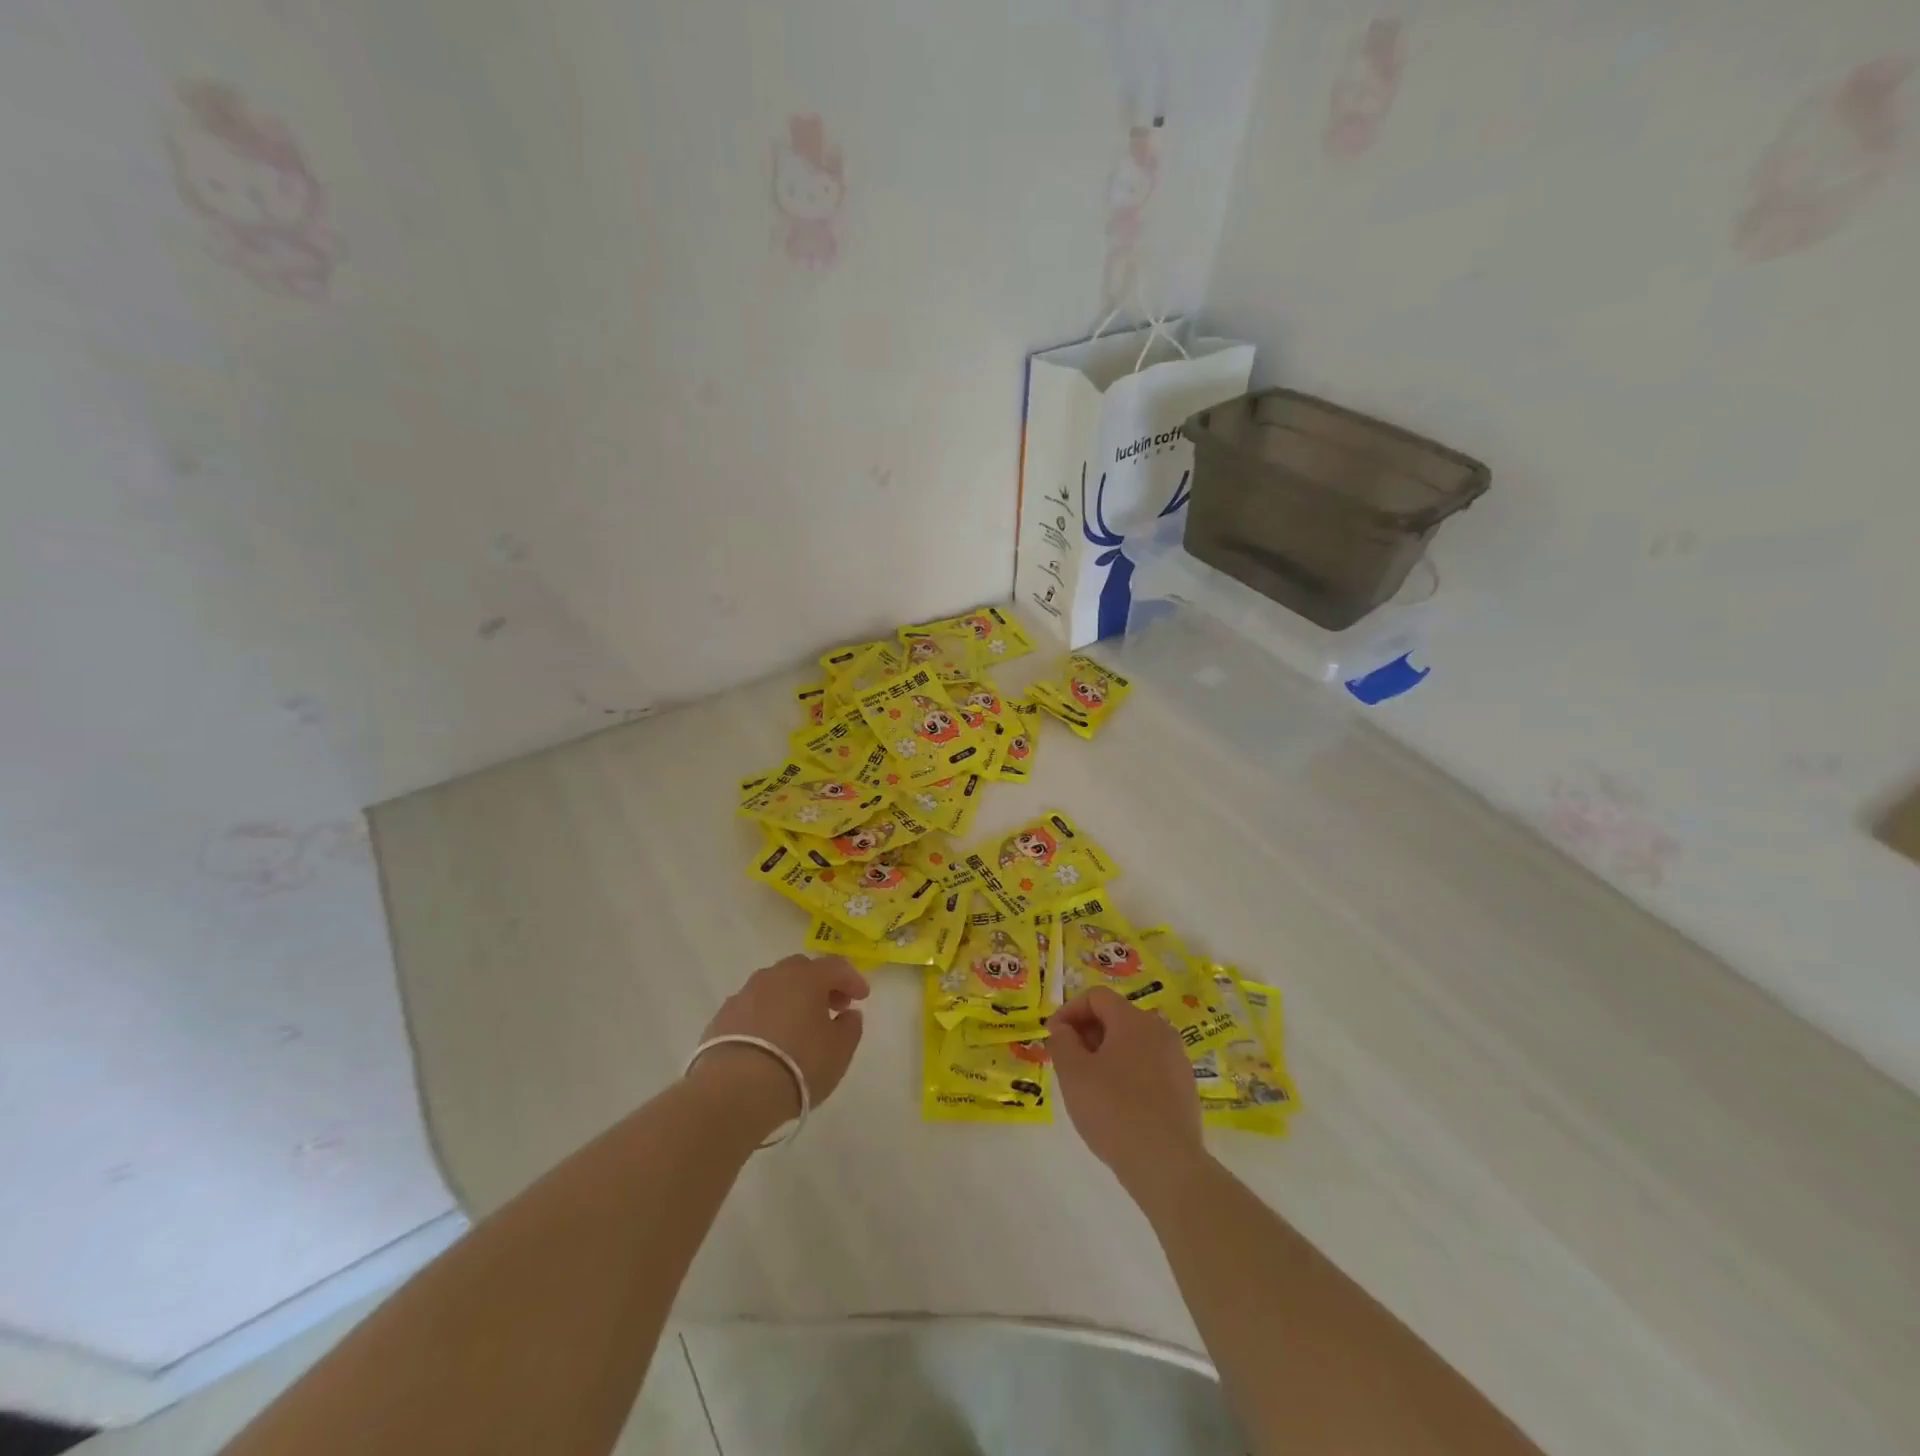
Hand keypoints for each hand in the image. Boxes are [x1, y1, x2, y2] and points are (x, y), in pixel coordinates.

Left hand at [690, 955, 869, 1132]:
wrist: (735, 1091)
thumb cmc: (798, 1064)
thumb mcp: (839, 1050)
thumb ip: (850, 1027)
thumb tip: (848, 1014)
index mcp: (806, 977)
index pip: (836, 966)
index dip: (852, 979)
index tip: (862, 997)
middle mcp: (773, 977)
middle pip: (801, 970)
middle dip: (819, 984)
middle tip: (830, 1007)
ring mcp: (744, 995)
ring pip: (773, 986)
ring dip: (790, 998)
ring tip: (798, 1026)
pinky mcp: (721, 1017)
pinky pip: (752, 1007)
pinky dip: (765, 1015)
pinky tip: (768, 1040)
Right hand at [1048, 986, 1205, 1194]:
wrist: (1167, 1165)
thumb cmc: (1113, 1111)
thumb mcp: (1074, 1074)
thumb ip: (1062, 1042)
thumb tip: (1063, 1028)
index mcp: (1133, 1020)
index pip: (1096, 997)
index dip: (1069, 1010)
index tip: (1053, 1036)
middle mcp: (1160, 1031)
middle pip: (1116, 1017)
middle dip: (1087, 1033)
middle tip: (1067, 1061)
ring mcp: (1177, 1060)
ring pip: (1133, 1044)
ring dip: (1107, 1054)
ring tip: (1090, 1084)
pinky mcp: (1185, 1088)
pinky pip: (1149, 1067)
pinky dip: (1128, 1073)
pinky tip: (1117, 1104)